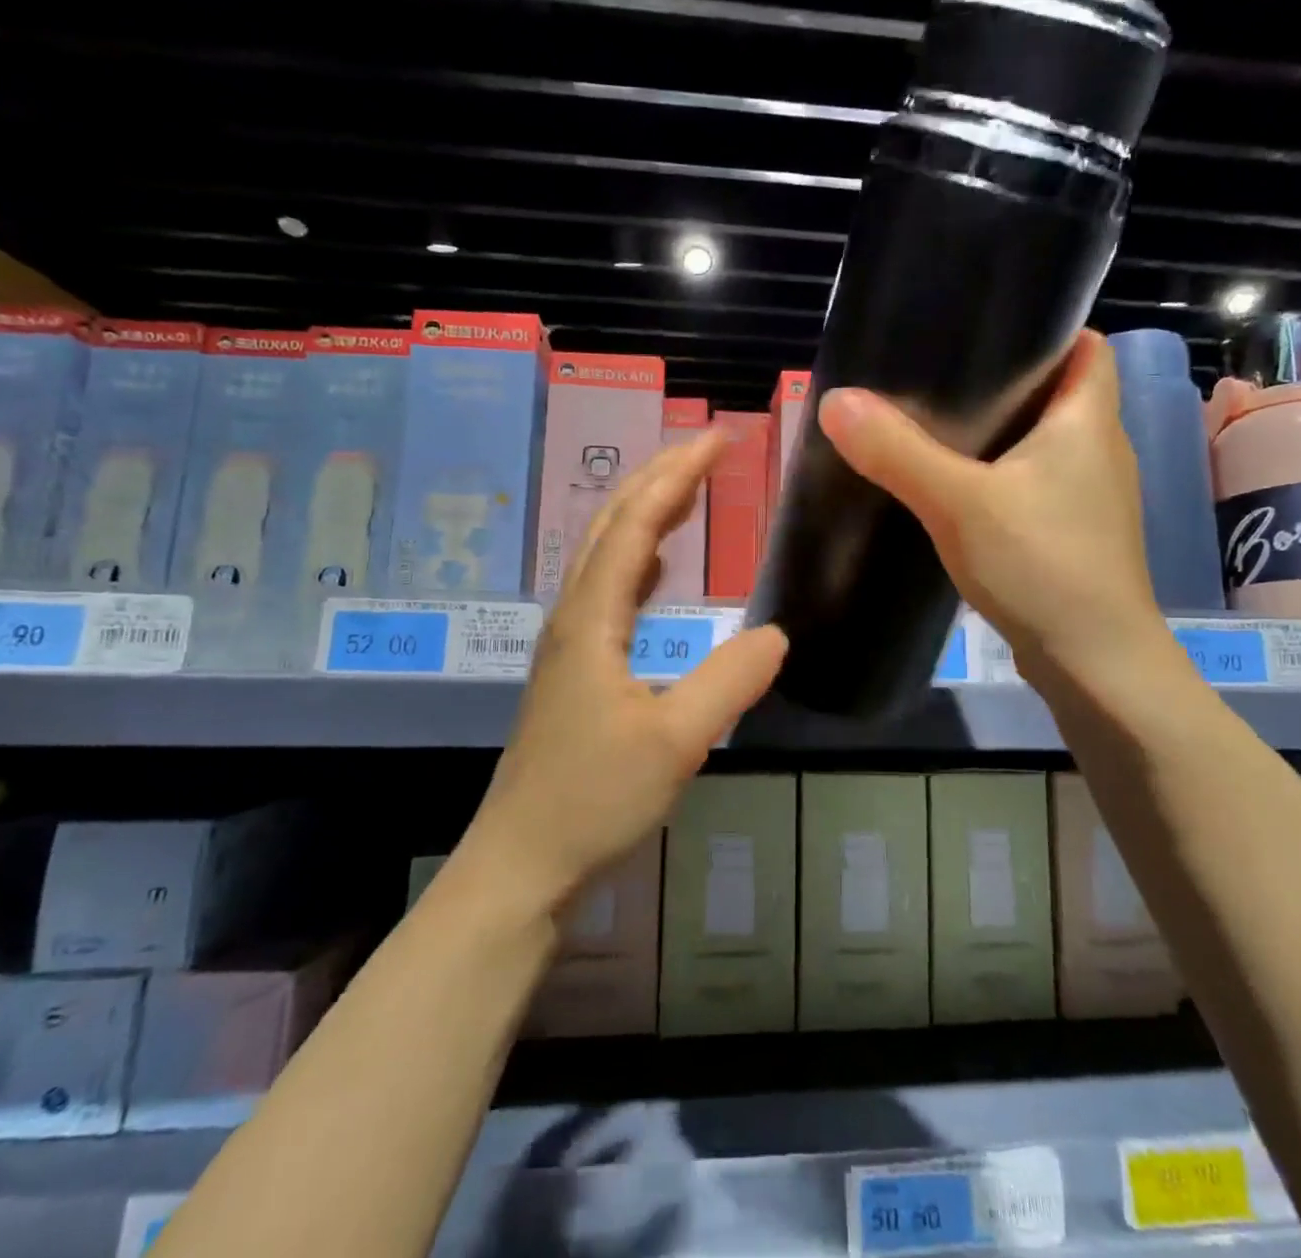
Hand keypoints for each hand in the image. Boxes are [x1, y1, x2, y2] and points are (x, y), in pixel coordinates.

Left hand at [465, 430, 788, 915]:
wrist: (522, 863)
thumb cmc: (592, 799)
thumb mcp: (675, 742)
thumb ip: (728, 681)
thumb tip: (778, 633)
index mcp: (592, 617)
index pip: (636, 523)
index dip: (677, 474)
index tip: (719, 438)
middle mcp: (574, 615)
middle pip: (612, 524)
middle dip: (660, 476)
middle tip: (709, 446)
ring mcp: (570, 642)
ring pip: (607, 553)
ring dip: (647, 511)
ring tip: (689, 488)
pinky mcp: (575, 668)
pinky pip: (609, 588)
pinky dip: (639, 557)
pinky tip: (660, 565)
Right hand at [816, 329, 1173, 687]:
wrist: (1095, 663)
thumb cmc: (1042, 565)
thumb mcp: (959, 503)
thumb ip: (898, 452)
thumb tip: (836, 400)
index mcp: (1088, 419)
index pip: (1084, 346)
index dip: (1043, 331)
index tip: (982, 330)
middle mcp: (1099, 449)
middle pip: (1056, 393)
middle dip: (1003, 383)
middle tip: (937, 376)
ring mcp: (1090, 498)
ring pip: (1042, 445)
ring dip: (999, 434)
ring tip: (936, 426)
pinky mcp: (1073, 536)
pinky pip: (1033, 486)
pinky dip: (1000, 479)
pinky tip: (956, 492)